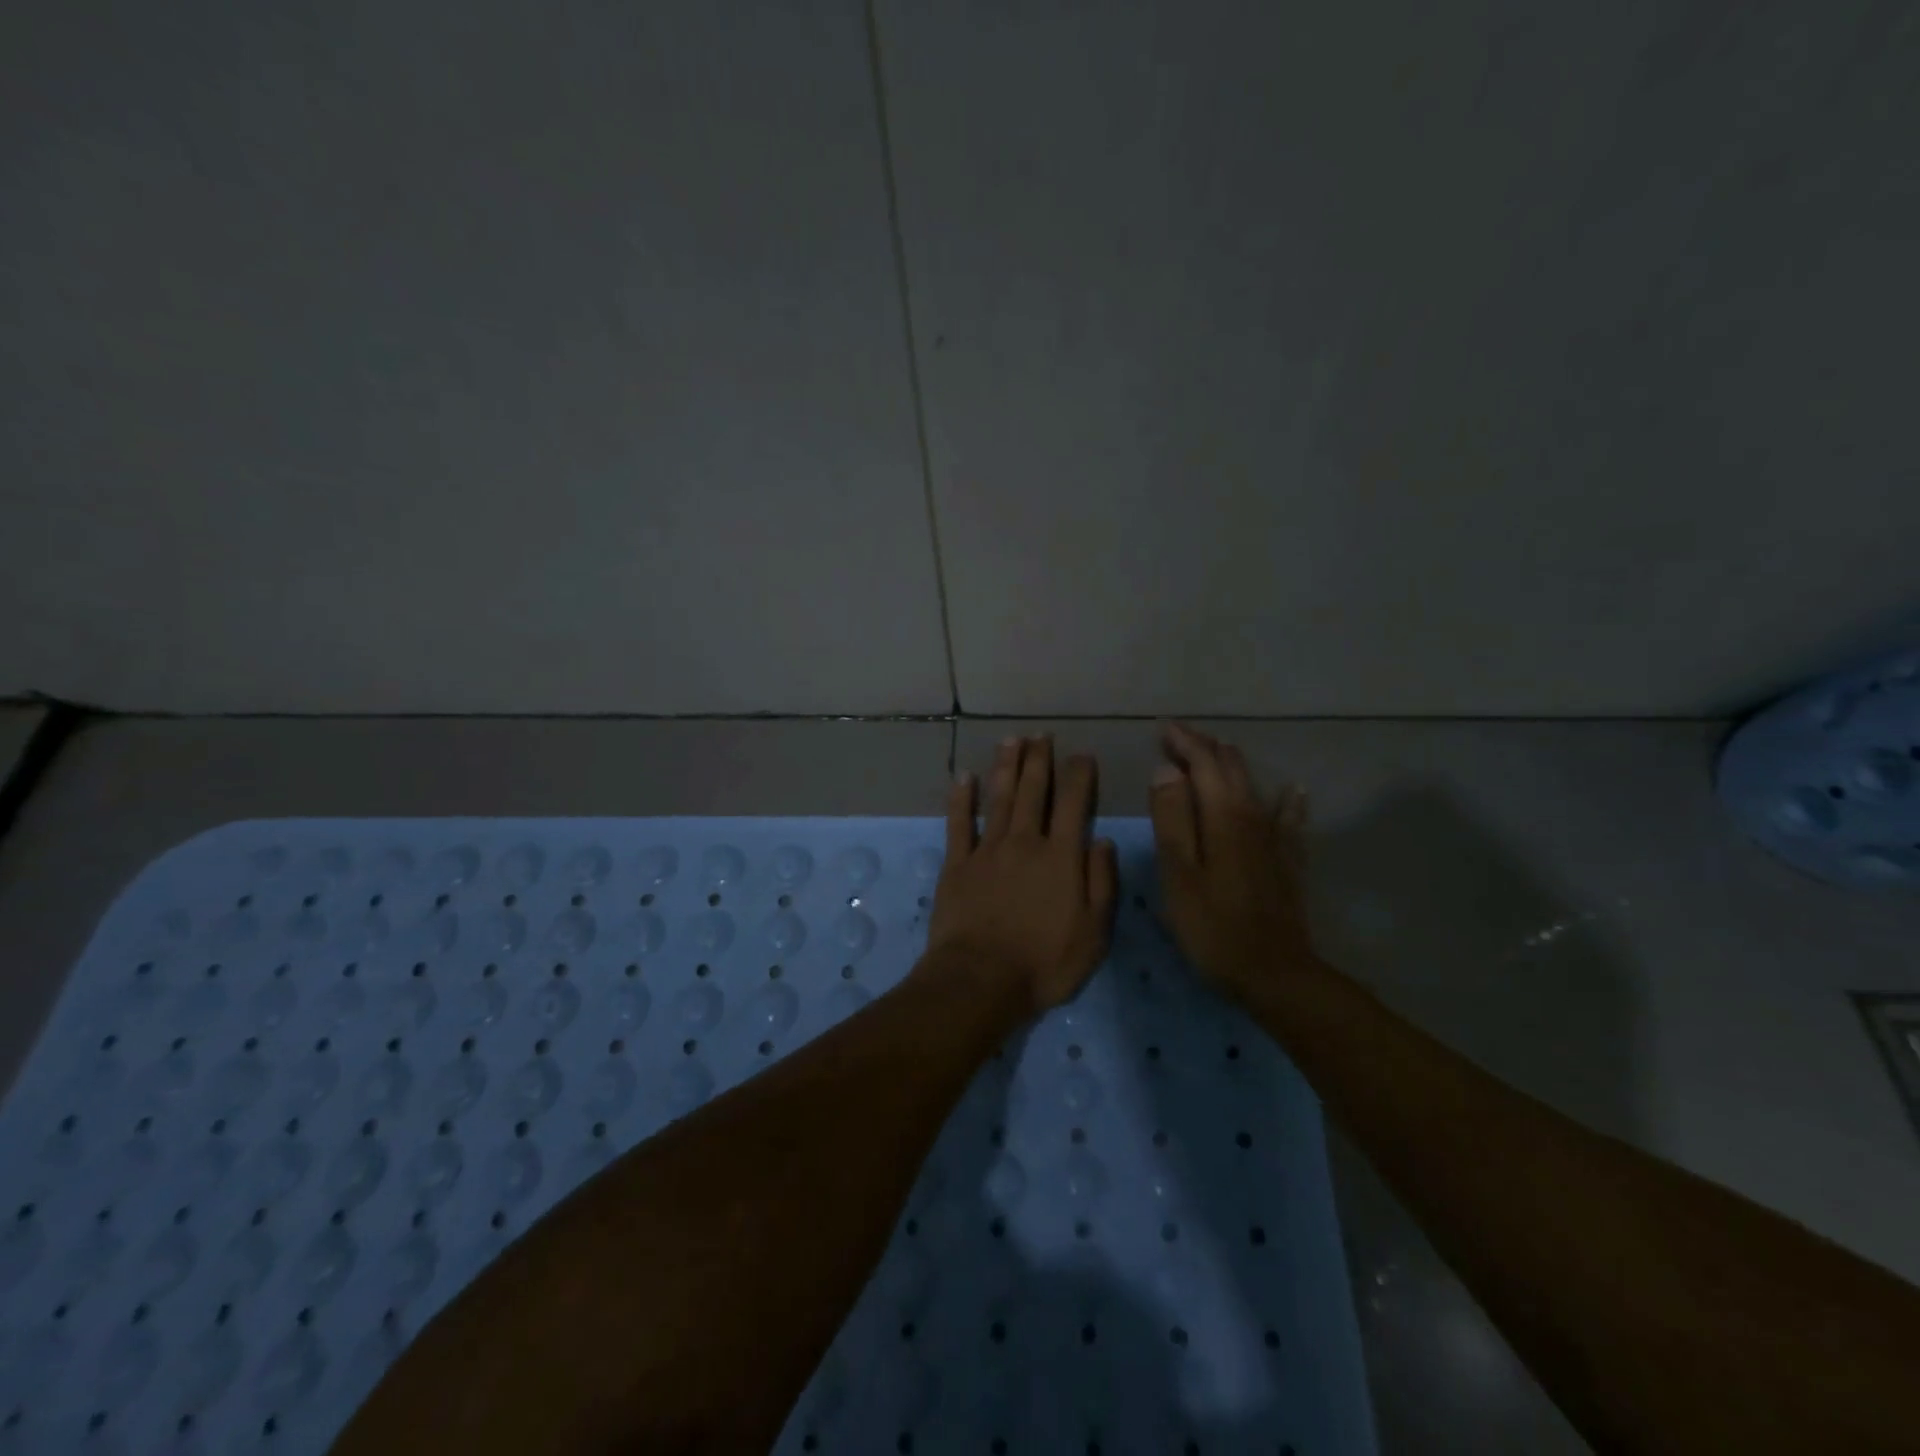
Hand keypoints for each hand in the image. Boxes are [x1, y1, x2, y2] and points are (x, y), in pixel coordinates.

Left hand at [926, 736, 1118, 1012]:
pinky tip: (964, 777)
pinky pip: (959, 823)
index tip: (1083, 755)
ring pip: (999, 798)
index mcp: (1061, 857)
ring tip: (1011, 741)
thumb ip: (1101, 883)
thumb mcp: (1093, 933)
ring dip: (1006, 767)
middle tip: (1041, 735)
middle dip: (1039, 760)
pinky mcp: (958, 864)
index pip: (1073, 804)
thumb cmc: (1044, 963)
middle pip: (1032, 792)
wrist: (981, 979)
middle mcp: (1025, 842)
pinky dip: (962, 798)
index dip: (1079, 776)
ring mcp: (988, 850)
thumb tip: (1103, 840)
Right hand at [1149, 723, 1317, 1000]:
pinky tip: (1292, 791)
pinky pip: (1289, 817)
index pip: (1203, 762)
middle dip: (1204, 747)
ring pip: (1254, 785)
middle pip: (1231, 767)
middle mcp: (1253, 815)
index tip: (1162, 728)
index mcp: (1223, 814)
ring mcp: (1275, 837)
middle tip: (1178, 738)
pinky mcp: (1289, 859)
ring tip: (1214, 753)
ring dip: (1231, 765)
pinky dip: (1285, 799)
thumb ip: (1172, 818)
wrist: (1275, 973)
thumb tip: (1166, 770)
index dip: (1183, 742)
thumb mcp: (1178, 873)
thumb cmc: (1213, 926)